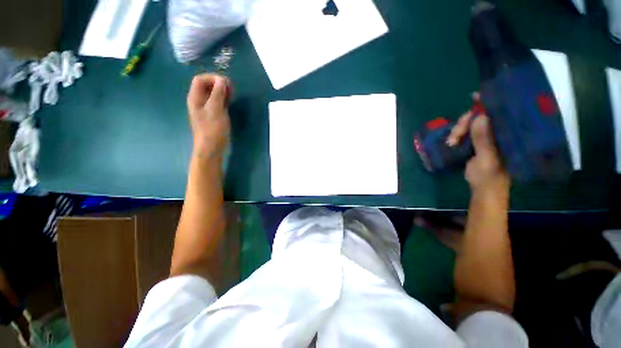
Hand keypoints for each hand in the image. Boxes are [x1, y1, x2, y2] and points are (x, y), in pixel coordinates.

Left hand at [186, 74, 231, 160]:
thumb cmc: (213, 129)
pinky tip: (230, 101)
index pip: (200, 79)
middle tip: (231, 88)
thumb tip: (222, 80)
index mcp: (195, 98)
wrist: (211, 148)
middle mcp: (199, 101)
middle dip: (218, 84)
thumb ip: (218, 94)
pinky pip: (217, 103)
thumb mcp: (216, 110)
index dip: (212, 78)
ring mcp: (207, 109)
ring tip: (233, 94)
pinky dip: (224, 99)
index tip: (226, 83)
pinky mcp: (214, 115)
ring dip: (222, 91)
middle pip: (206, 86)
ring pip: (213, 94)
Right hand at [448, 94, 509, 194]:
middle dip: (465, 123)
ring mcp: (487, 138)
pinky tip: (451, 142)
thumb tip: (480, 117)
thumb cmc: (489, 177)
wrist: (483, 189)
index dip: (489, 102)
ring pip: (470, 125)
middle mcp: (498, 133)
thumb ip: (484, 140)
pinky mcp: (477, 143)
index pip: (500, 113)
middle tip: (455, 136)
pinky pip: (465, 133)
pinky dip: (457, 135)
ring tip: (451, 142)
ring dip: (458, 131)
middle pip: (480, 117)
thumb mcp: (487, 159)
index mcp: (507, 135)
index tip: (476, 96)